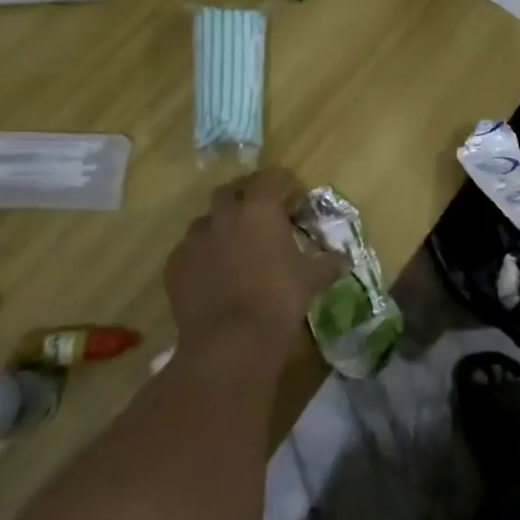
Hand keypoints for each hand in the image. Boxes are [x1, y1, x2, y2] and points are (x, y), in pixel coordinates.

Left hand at [164, 169, 343, 364]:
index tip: (292, 197)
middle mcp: (224, 215)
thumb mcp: (311, 280)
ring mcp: (194, 240)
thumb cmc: (279, 300)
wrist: (230, 342)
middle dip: (243, 198)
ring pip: (205, 221)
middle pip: (230, 191)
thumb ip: (327, 263)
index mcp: (260, 209)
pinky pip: (188, 251)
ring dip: (219, 227)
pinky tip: (212, 276)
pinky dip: (201, 256)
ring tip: (232, 248)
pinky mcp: (174, 266)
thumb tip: (345, 259)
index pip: (269, 177)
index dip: (281, 183)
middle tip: (258, 216)